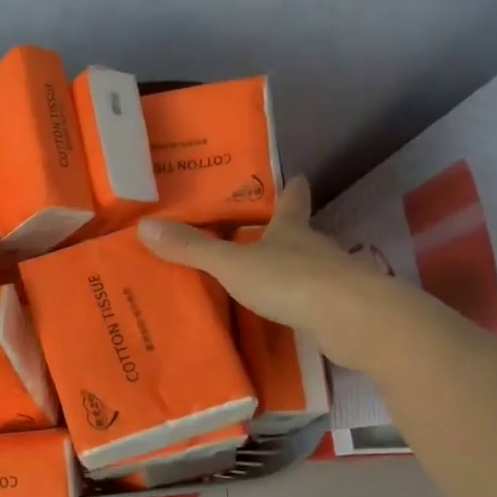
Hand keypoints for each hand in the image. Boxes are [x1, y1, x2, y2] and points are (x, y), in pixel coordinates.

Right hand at [137, 177, 398, 369]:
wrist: (352, 319)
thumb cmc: (290, 280)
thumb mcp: (231, 264)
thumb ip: (192, 249)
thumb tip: (144, 226)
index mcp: (291, 230)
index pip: (292, 202)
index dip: (292, 190)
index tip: (297, 177)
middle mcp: (315, 249)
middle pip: (302, 234)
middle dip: (287, 232)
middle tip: (266, 232)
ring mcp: (333, 280)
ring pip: (310, 268)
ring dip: (293, 270)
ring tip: (270, 276)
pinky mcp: (341, 311)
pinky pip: (314, 301)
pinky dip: (301, 303)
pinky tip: (287, 314)